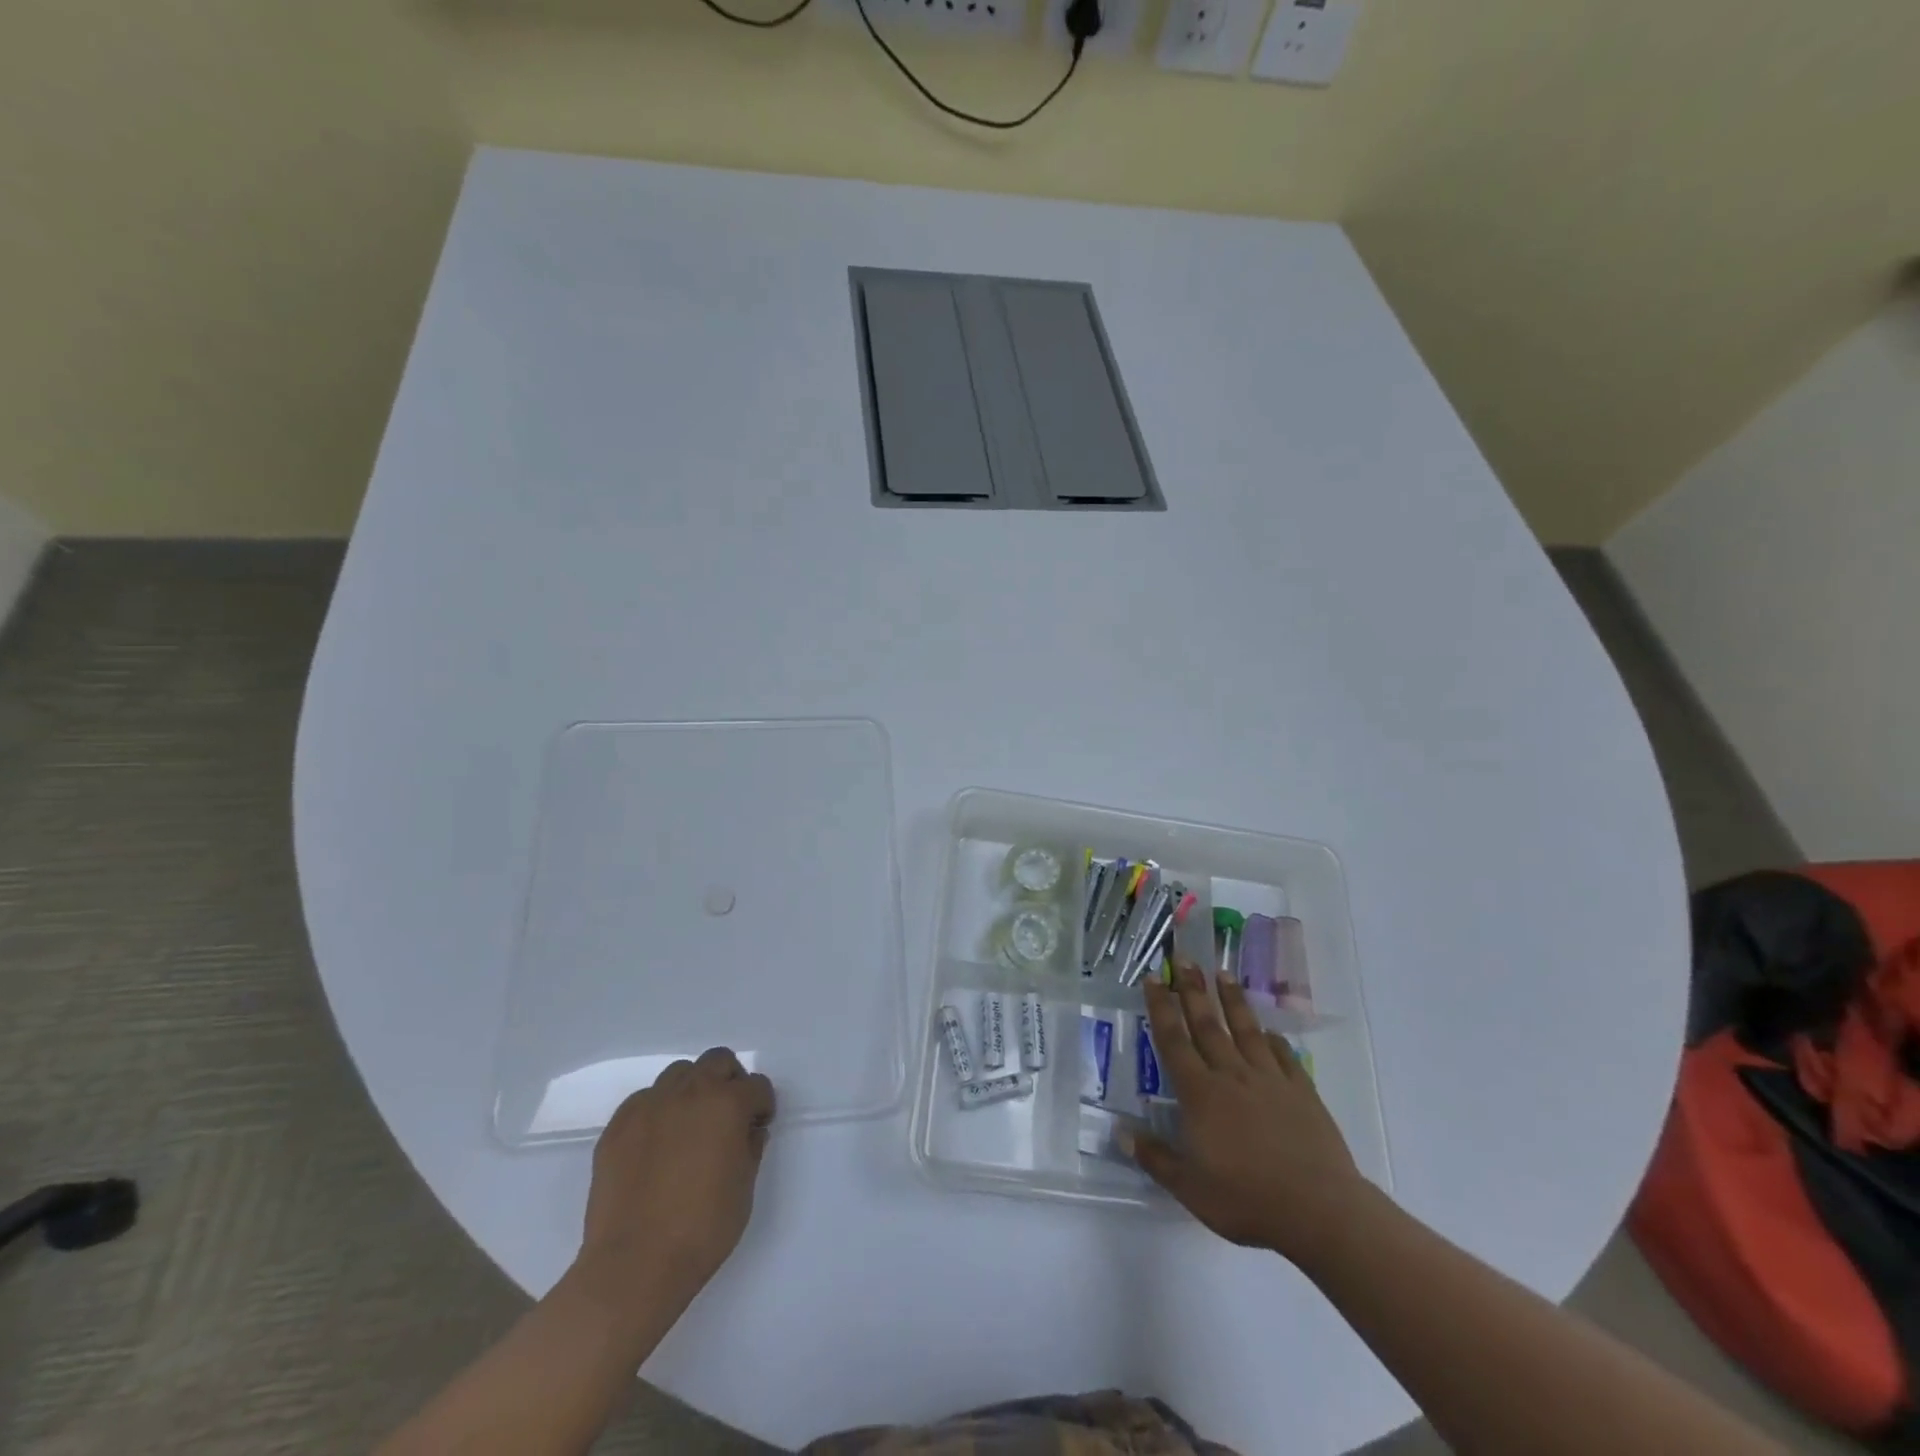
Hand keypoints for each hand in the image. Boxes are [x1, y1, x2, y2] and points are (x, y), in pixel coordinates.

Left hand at [577, 1048, 775, 1306]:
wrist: (634, 1266)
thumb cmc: (702, 1230)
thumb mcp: (744, 1189)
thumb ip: (750, 1148)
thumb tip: (749, 1130)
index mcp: (727, 1104)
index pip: (757, 1085)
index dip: (762, 1106)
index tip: (757, 1127)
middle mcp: (690, 1092)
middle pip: (718, 1061)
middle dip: (729, 1081)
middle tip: (727, 1116)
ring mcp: (650, 1105)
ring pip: (679, 1074)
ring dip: (692, 1090)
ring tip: (689, 1126)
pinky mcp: (618, 1125)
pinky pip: (644, 1100)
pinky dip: (657, 1111)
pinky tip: (656, 1144)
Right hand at [1131, 965, 1367, 1266]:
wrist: (1319, 1210)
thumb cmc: (1247, 1199)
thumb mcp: (1190, 1188)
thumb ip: (1155, 1157)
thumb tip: (1120, 1132)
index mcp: (1201, 1094)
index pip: (1174, 1041)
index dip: (1161, 1008)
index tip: (1154, 978)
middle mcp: (1232, 1076)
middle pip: (1207, 1024)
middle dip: (1193, 989)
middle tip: (1184, 957)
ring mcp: (1270, 1081)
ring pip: (1246, 1031)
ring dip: (1232, 1000)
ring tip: (1223, 972)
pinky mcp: (1302, 1092)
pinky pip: (1284, 1057)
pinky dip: (1274, 1041)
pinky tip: (1270, 1032)